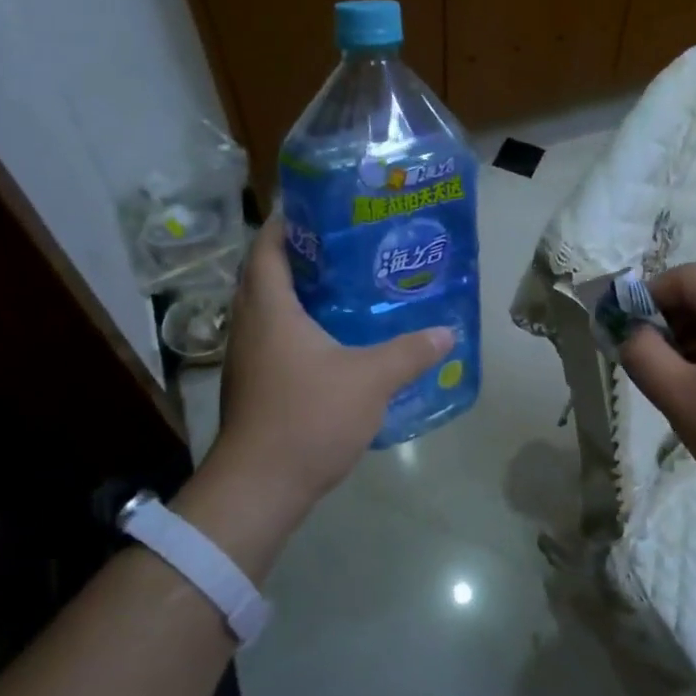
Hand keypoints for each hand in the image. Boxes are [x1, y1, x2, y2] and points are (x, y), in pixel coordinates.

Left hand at [203, 216, 451, 513]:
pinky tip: (335, 339)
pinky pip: (274, 337)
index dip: (289, 222)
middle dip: (303, 255)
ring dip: (300, 293)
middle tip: (347, 245)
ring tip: (347, 285)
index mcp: (269, 308)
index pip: (269, 247)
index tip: (323, 208)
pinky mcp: (253, 384)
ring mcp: (247, 357)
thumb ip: (410, 352)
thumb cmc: (308, 417)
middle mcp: (249, 325)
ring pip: (270, 308)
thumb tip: (448, 332)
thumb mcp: (370, 380)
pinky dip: (298, 326)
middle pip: (267, 274)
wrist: (259, 487)